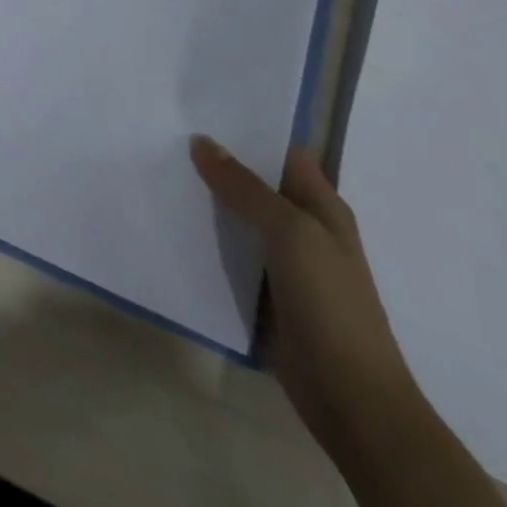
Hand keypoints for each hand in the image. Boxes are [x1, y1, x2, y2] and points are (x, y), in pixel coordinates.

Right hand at [191, 135, 421, 456]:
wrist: (351, 399)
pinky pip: (226, 254)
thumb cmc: (331, 304)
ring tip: (154, 168)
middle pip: (253, 181)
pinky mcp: (260, 292)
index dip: (246, 128)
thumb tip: (201, 141)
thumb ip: (245, 186)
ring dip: (203, 199)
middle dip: (214, 160)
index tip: (198, 107)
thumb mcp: (290, 232)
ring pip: (235, 216)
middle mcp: (301, 227)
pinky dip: (201, 238)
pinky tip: (167, 221)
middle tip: (162, 132)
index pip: (281, 150)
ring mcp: (280, 262)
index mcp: (320, 206)